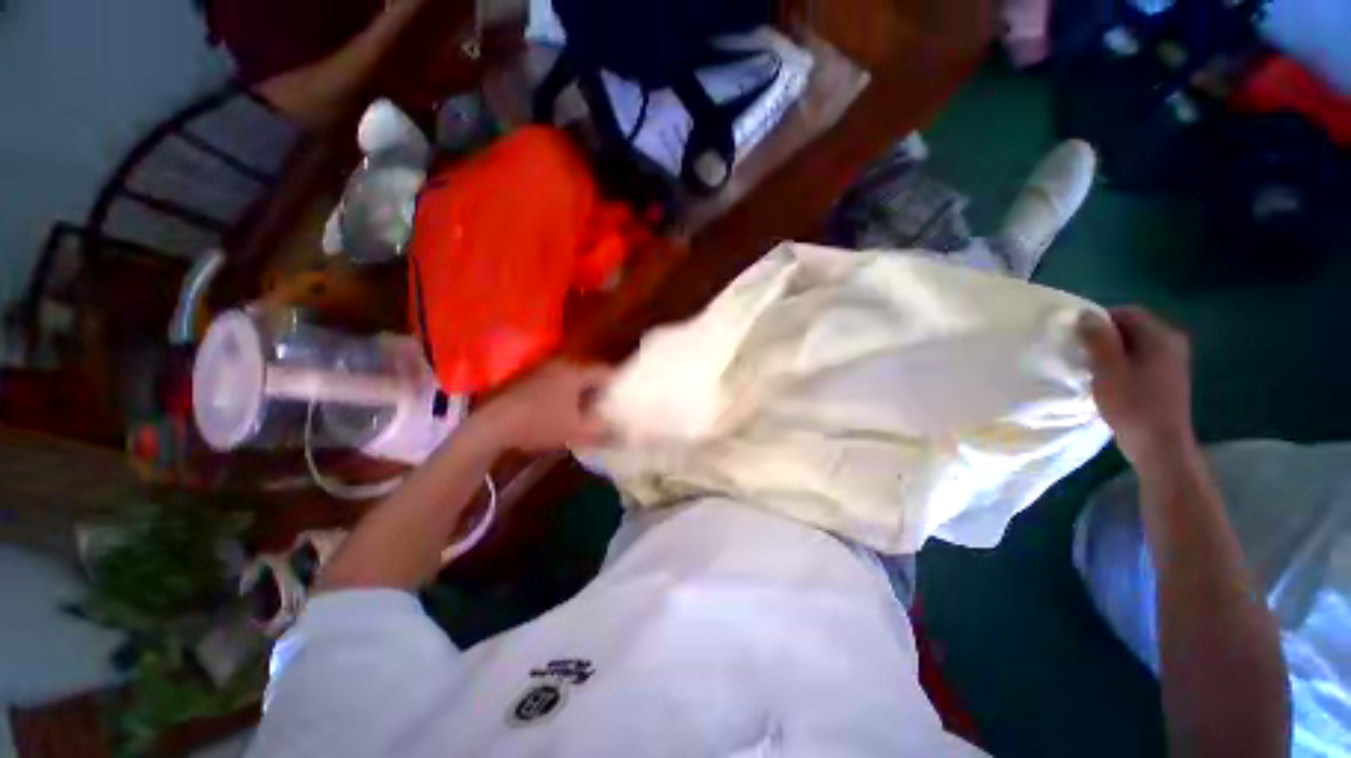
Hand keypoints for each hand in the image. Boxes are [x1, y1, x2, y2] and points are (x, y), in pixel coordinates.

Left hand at [470, 361, 612, 451]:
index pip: (606, 372)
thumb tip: (625, 434)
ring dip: (583, 393)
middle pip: (590, 374)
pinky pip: (558, 383)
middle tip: (610, 407)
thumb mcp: (577, 431)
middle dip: (602, 390)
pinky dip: (567, 395)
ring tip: (591, 412)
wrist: (493, 425)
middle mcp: (561, 365)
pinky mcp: (530, 379)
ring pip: (573, 379)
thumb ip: (604, 432)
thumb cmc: (540, 423)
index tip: (626, 399)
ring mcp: (543, 370)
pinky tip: (566, 412)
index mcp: (576, 371)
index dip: (619, 385)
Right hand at [1078, 307, 1196, 467]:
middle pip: (1132, 327)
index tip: (1076, 334)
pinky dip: (1121, 362)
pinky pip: (1140, 359)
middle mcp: (1171, 343)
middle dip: (1104, 335)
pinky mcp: (1166, 378)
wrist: (1159, 444)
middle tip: (1080, 350)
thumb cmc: (1133, 404)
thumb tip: (1084, 314)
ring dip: (1111, 350)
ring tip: (1090, 366)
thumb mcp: (1108, 369)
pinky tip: (1107, 379)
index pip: (1128, 313)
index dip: (1100, 319)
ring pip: (1135, 344)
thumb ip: (1097, 339)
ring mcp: (1172, 362)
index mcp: (1161, 337)